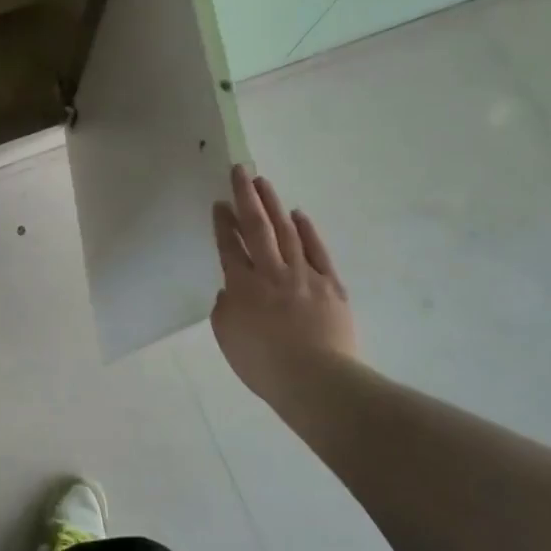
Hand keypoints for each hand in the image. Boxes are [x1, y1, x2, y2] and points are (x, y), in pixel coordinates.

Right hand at [211, 165, 358, 405]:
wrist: (316, 380)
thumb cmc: (264, 365)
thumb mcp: (228, 338)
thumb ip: (225, 308)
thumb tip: (232, 291)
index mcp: (242, 286)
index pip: (229, 246)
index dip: (223, 223)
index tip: (219, 202)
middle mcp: (271, 272)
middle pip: (256, 227)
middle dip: (246, 197)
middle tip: (240, 170)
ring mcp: (304, 275)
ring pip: (285, 231)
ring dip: (273, 204)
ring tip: (263, 182)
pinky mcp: (331, 284)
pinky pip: (316, 250)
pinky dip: (306, 230)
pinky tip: (298, 214)